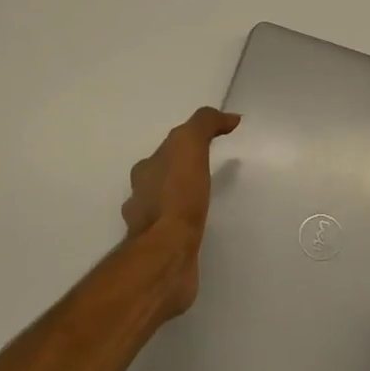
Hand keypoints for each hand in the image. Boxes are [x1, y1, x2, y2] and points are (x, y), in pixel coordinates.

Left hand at [121, 107, 239, 314]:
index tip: (212, 144)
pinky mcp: (161, 250)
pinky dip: (183, 226)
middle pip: (161, 177)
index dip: (187, 144)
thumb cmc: (177, 196)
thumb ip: (204, 125)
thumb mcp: (189, 146)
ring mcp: (148, 227)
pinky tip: (197, 230)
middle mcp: (141, 197)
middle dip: (179, 173)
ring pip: (164, 206)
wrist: (167, 252)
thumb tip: (228, 117)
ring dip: (179, 201)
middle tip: (207, 172)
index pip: (166, 150)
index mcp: (146, 171)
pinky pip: (173, 231)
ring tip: (204, 202)